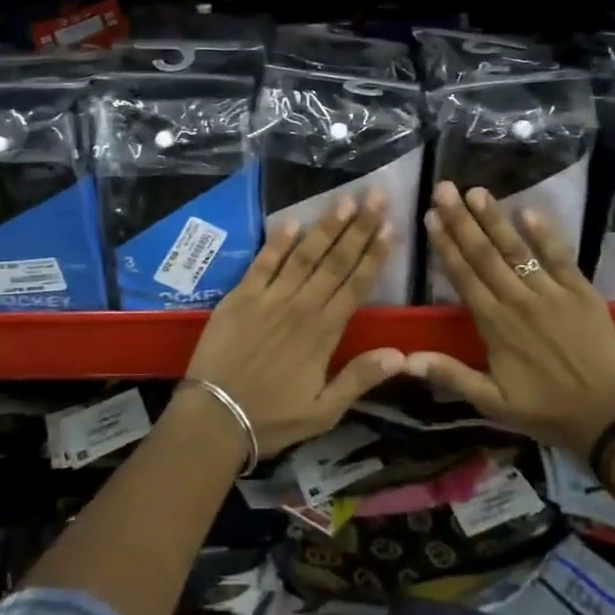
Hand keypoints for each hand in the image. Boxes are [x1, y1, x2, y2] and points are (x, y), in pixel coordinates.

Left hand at [184, 191, 402, 457]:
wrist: (214, 417)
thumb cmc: (272, 417)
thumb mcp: (324, 411)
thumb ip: (360, 379)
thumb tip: (400, 354)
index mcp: (324, 333)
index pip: (356, 285)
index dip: (375, 255)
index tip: (391, 227)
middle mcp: (301, 307)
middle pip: (336, 261)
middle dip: (359, 227)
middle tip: (376, 196)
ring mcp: (269, 298)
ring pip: (304, 255)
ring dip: (326, 226)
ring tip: (345, 200)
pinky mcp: (240, 296)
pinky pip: (263, 262)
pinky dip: (278, 242)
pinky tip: (293, 222)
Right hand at [409, 182, 614, 455]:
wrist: (607, 414)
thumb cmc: (545, 409)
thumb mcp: (492, 402)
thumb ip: (451, 375)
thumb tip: (406, 360)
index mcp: (494, 324)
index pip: (463, 276)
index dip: (445, 245)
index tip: (430, 216)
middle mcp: (518, 300)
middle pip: (484, 254)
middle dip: (462, 219)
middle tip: (445, 189)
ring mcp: (551, 292)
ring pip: (517, 249)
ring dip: (495, 219)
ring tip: (477, 191)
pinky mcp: (580, 291)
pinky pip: (560, 257)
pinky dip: (545, 234)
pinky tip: (529, 210)